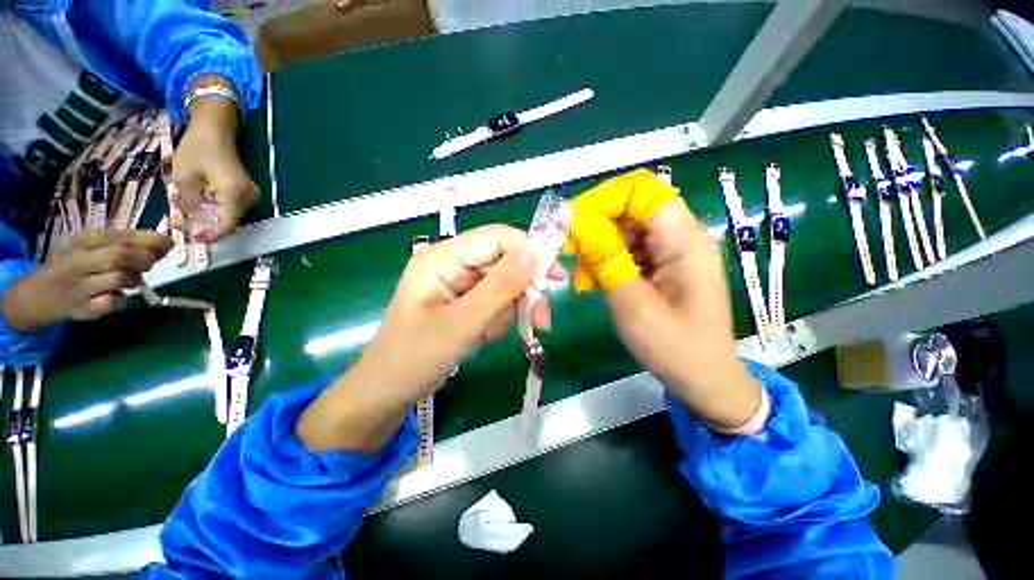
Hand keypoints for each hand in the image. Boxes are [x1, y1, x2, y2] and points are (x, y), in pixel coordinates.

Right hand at [3, 230, 171, 331]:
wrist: (37, 295)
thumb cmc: (76, 265)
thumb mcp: (95, 247)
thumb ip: (126, 244)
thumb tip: (166, 244)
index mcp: (85, 240)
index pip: (120, 235)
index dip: (149, 239)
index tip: (168, 243)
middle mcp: (79, 261)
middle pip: (120, 256)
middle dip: (144, 259)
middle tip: (150, 263)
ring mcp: (78, 286)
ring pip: (118, 279)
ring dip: (134, 279)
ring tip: (132, 280)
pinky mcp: (80, 309)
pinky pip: (110, 304)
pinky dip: (121, 301)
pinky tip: (118, 298)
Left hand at [171, 85, 256, 241]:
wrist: (215, 130)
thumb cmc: (198, 149)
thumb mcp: (184, 177)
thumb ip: (190, 205)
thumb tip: (194, 225)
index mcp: (234, 194)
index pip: (227, 225)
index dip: (210, 234)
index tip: (191, 237)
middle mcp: (247, 198)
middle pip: (227, 222)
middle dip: (203, 225)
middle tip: (177, 221)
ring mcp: (248, 196)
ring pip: (226, 216)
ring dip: (205, 217)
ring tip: (181, 208)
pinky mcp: (244, 193)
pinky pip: (228, 208)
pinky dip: (211, 209)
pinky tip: (194, 201)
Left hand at [297, 225, 561, 451]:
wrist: (390, 390)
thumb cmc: (418, 356)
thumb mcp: (465, 321)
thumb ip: (502, 285)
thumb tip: (537, 252)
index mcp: (444, 257)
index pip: (498, 238)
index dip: (531, 252)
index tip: (556, 278)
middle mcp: (452, 263)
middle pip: (505, 262)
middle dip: (523, 291)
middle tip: (540, 321)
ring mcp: (458, 282)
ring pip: (504, 283)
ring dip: (509, 309)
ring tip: (491, 334)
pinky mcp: (463, 300)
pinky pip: (495, 300)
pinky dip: (498, 317)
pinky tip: (485, 335)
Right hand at [564, 169, 763, 430]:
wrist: (704, 379)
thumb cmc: (673, 347)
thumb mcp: (632, 304)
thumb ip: (604, 259)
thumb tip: (576, 221)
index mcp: (684, 240)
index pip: (642, 191)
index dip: (605, 199)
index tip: (572, 222)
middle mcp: (681, 236)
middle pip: (632, 208)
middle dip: (596, 224)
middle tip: (570, 251)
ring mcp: (672, 251)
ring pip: (627, 229)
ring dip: (599, 246)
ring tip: (584, 276)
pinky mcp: (664, 265)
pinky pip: (630, 249)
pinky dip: (608, 260)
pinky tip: (597, 281)